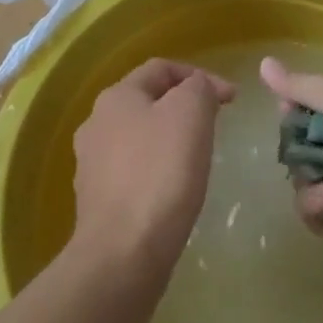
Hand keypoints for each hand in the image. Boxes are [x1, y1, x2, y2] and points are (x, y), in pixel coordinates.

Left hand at [70, 59, 234, 275]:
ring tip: (198, 159)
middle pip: (148, 101)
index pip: (162, 68)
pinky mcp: (97, 202)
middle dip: (184, 107)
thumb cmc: (161, 172)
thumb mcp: (191, 113)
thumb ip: (199, 87)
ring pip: (140, 137)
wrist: (123, 255)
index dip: (201, 75)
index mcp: (116, 96)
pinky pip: (134, 172)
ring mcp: (92, 165)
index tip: (231, 99)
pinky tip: (175, 191)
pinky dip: (157, 172)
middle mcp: (96, 124)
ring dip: (170, 140)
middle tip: (215, 126)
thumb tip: (198, 88)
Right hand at [260, 58, 322, 257]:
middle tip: (295, 142)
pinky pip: (320, 214)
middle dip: (301, 144)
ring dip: (311, 177)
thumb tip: (263, 63)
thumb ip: (301, 84)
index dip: (305, 105)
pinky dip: (319, 206)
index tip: (286, 105)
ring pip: (314, 179)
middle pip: (319, 143)